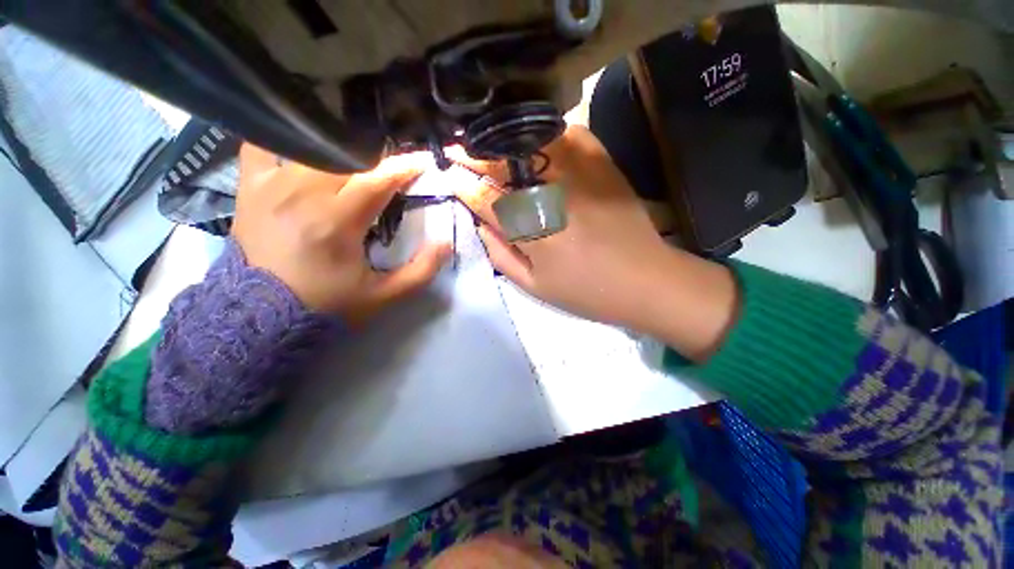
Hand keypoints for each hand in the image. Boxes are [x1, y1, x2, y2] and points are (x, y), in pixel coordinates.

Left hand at [232, 145, 451, 324]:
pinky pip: (263, 146)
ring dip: (342, 151)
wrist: (261, 316)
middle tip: (393, 169)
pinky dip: (285, 140)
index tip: (421, 163)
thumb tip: (446, 243)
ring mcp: (272, 186)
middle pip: (349, 159)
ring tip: (358, 160)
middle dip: (378, 160)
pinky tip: (304, 149)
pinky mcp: (250, 188)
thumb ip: (421, 271)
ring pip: (314, 148)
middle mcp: (302, 194)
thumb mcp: (383, 296)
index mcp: (336, 220)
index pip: (377, 179)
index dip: (404, 168)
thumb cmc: (327, 304)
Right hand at [455, 126, 737, 360]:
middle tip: (456, 148)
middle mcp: (550, 194)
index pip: (483, 197)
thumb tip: (481, 224)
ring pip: (529, 143)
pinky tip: (535, 140)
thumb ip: (500, 255)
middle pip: (501, 164)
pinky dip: (546, 133)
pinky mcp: (602, 164)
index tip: (447, 172)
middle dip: (473, 155)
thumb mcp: (534, 286)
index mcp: (530, 229)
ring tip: (488, 141)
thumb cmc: (585, 291)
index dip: (461, 183)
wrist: (645, 280)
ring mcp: (578, 173)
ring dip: (503, 140)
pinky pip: (568, 134)